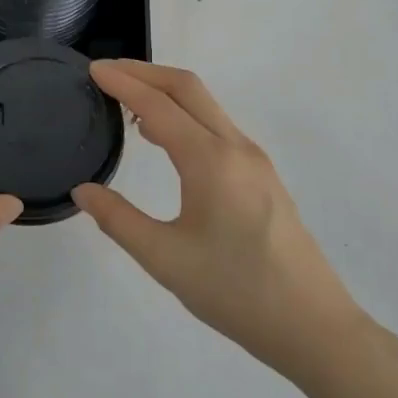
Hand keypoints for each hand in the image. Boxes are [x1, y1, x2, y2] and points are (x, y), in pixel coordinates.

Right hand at [73, 61, 363, 387]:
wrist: (314, 328)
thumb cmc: (236, 292)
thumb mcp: (165, 260)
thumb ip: (119, 219)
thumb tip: (83, 190)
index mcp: (210, 161)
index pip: (158, 106)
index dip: (122, 84)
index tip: (92, 70)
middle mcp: (236, 148)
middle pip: (188, 88)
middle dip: (145, 72)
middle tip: (106, 73)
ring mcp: (254, 161)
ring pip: (206, 106)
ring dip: (166, 92)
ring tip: (126, 102)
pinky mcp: (262, 177)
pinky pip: (217, 127)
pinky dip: (184, 115)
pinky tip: (164, 139)